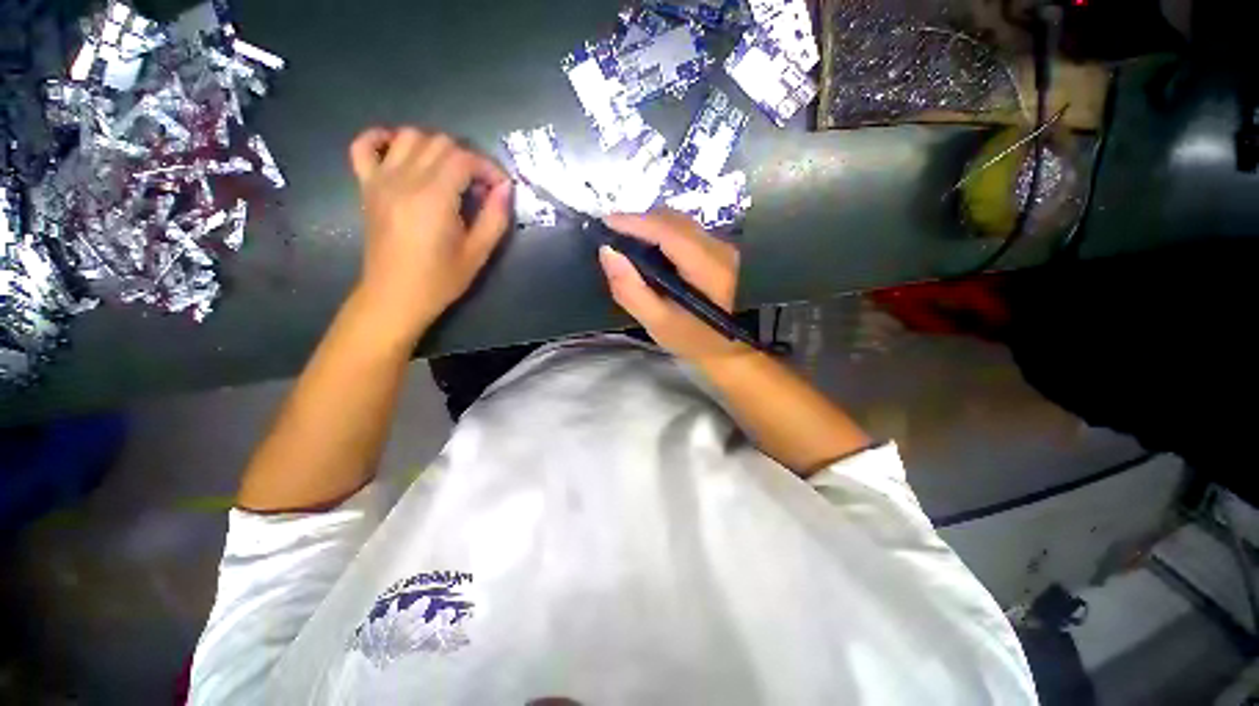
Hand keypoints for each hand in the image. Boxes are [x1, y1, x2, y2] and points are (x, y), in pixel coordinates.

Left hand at [348, 127, 511, 338]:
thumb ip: (495, 218)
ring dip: (435, 147)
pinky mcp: (366, 186)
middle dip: (467, 158)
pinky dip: (381, 138)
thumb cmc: (440, 280)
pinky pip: (364, 146)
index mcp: (434, 198)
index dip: (488, 168)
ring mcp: (380, 180)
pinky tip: (400, 151)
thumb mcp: (478, 254)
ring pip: (409, 136)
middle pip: (439, 143)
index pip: (464, 159)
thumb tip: (505, 188)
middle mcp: (405, 180)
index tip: (501, 187)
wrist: (395, 296)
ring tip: (449, 173)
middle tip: (479, 186)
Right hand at [598, 210, 749, 363]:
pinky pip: (686, 232)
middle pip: (675, 221)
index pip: (668, 232)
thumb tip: (607, 252)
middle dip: (640, 221)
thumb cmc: (694, 341)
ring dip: (651, 226)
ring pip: (681, 223)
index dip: (635, 222)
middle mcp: (719, 249)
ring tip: (626, 239)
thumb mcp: (658, 322)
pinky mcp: (720, 251)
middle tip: (611, 233)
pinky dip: (663, 233)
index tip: (604, 222)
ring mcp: (723, 247)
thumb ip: (630, 290)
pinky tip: (649, 247)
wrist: (731, 350)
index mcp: (708, 268)